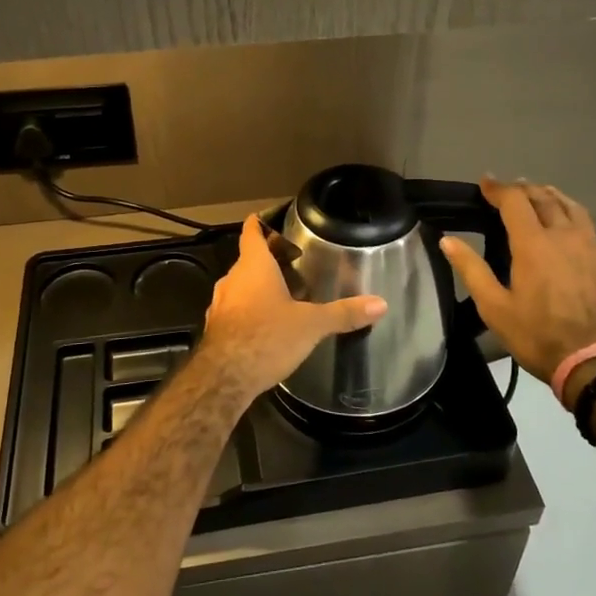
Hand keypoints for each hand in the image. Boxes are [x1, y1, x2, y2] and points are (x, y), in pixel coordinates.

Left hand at [197, 214, 387, 400]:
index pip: (252, 233)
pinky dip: (248, 311)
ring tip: (283, 294)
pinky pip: (234, 310)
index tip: (267, 218)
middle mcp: (232, 279)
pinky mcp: (215, 328)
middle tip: (292, 262)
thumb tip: (381, 304)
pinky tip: (265, 325)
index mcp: (254, 267)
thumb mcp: (311, 325)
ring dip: (257, 287)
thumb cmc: (267, 337)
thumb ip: (343, 313)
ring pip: (240, 286)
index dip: (259, 222)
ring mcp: (219, 304)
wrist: (224, 377)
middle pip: (248, 260)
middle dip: (268, 260)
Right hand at [440, 177, 595, 396]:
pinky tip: (565, 220)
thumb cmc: (538, 334)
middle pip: (543, 198)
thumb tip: (447, 240)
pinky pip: (585, 221)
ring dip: (549, 194)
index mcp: (533, 243)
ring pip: (569, 205)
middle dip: (522, 189)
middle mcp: (563, 234)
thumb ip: (471, 269)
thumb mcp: (495, 307)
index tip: (484, 182)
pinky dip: (569, 209)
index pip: (514, 201)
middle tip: (507, 189)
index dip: (497, 188)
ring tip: (537, 194)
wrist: (595, 361)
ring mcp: (588, 244)